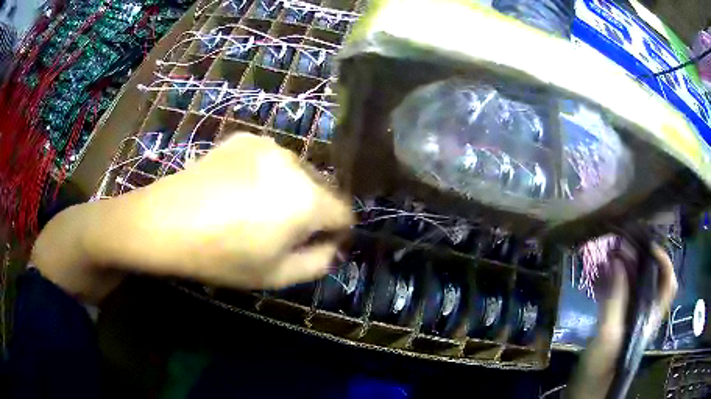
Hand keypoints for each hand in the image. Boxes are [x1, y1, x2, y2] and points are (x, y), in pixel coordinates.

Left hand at [32, 133, 352, 301]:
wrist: (165, 222)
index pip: (345, 213)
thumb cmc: (220, 257)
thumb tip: (331, 244)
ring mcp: (267, 144)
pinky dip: (266, 175)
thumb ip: (318, 262)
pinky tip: (237, 190)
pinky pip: (271, 159)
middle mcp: (294, 162)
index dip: (335, 233)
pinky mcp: (244, 137)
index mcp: (307, 199)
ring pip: (297, 172)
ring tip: (254, 210)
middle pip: (323, 189)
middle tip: (279, 231)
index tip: (314, 245)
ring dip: (289, 191)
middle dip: (312, 211)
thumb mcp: (276, 276)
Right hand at [568, 243, 676, 398]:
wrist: (584, 393)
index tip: (647, 244)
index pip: (668, 282)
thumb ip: (616, 301)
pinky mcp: (615, 322)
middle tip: (622, 242)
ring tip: (610, 251)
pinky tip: (601, 273)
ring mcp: (629, 318)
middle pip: (651, 278)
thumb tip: (619, 260)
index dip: (663, 260)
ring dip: (625, 266)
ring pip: (634, 284)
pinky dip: (612, 280)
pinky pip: (619, 294)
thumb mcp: (609, 338)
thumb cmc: (601, 370)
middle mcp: (644, 313)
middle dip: (639, 257)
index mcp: (650, 317)